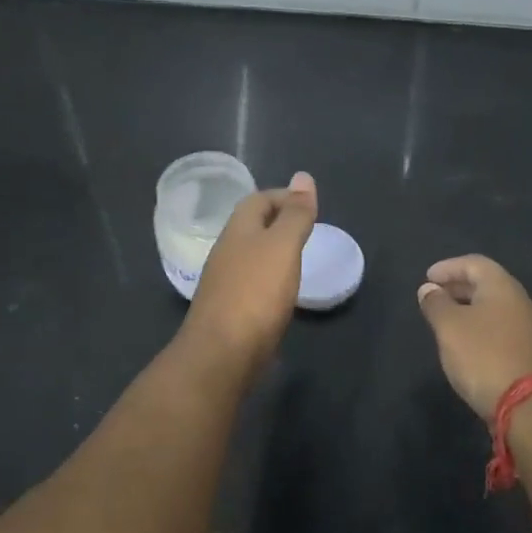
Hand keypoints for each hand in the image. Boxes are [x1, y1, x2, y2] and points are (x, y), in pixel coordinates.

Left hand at [181, 172, 316, 374]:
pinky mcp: (230, 311)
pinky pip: (251, 283)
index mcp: (237, 231)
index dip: (283, 196)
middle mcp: (226, 252)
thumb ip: (294, 215)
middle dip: (278, 222)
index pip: (258, 200)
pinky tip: (283, 293)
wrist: (221, 355)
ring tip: (300, 259)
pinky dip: (269, 279)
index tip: (310, 206)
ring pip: (251, 256)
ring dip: (273, 251)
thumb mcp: (282, 247)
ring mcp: (225, 283)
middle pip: (252, 227)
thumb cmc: (255, 294)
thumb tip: (303, 176)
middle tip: (308, 230)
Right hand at [416, 255, 531, 419]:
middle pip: (487, 284)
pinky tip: (467, 344)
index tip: (427, 278)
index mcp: (503, 288)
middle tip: (434, 296)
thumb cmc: (483, 356)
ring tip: (446, 321)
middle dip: (458, 287)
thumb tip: (429, 289)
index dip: (449, 267)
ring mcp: (530, 329)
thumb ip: (436, 304)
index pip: (475, 263)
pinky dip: (481, 328)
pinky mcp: (531, 354)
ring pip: (495, 308)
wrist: (529, 406)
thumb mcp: (449, 327)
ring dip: (469, 309)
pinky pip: (501, 329)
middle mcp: (521, 302)